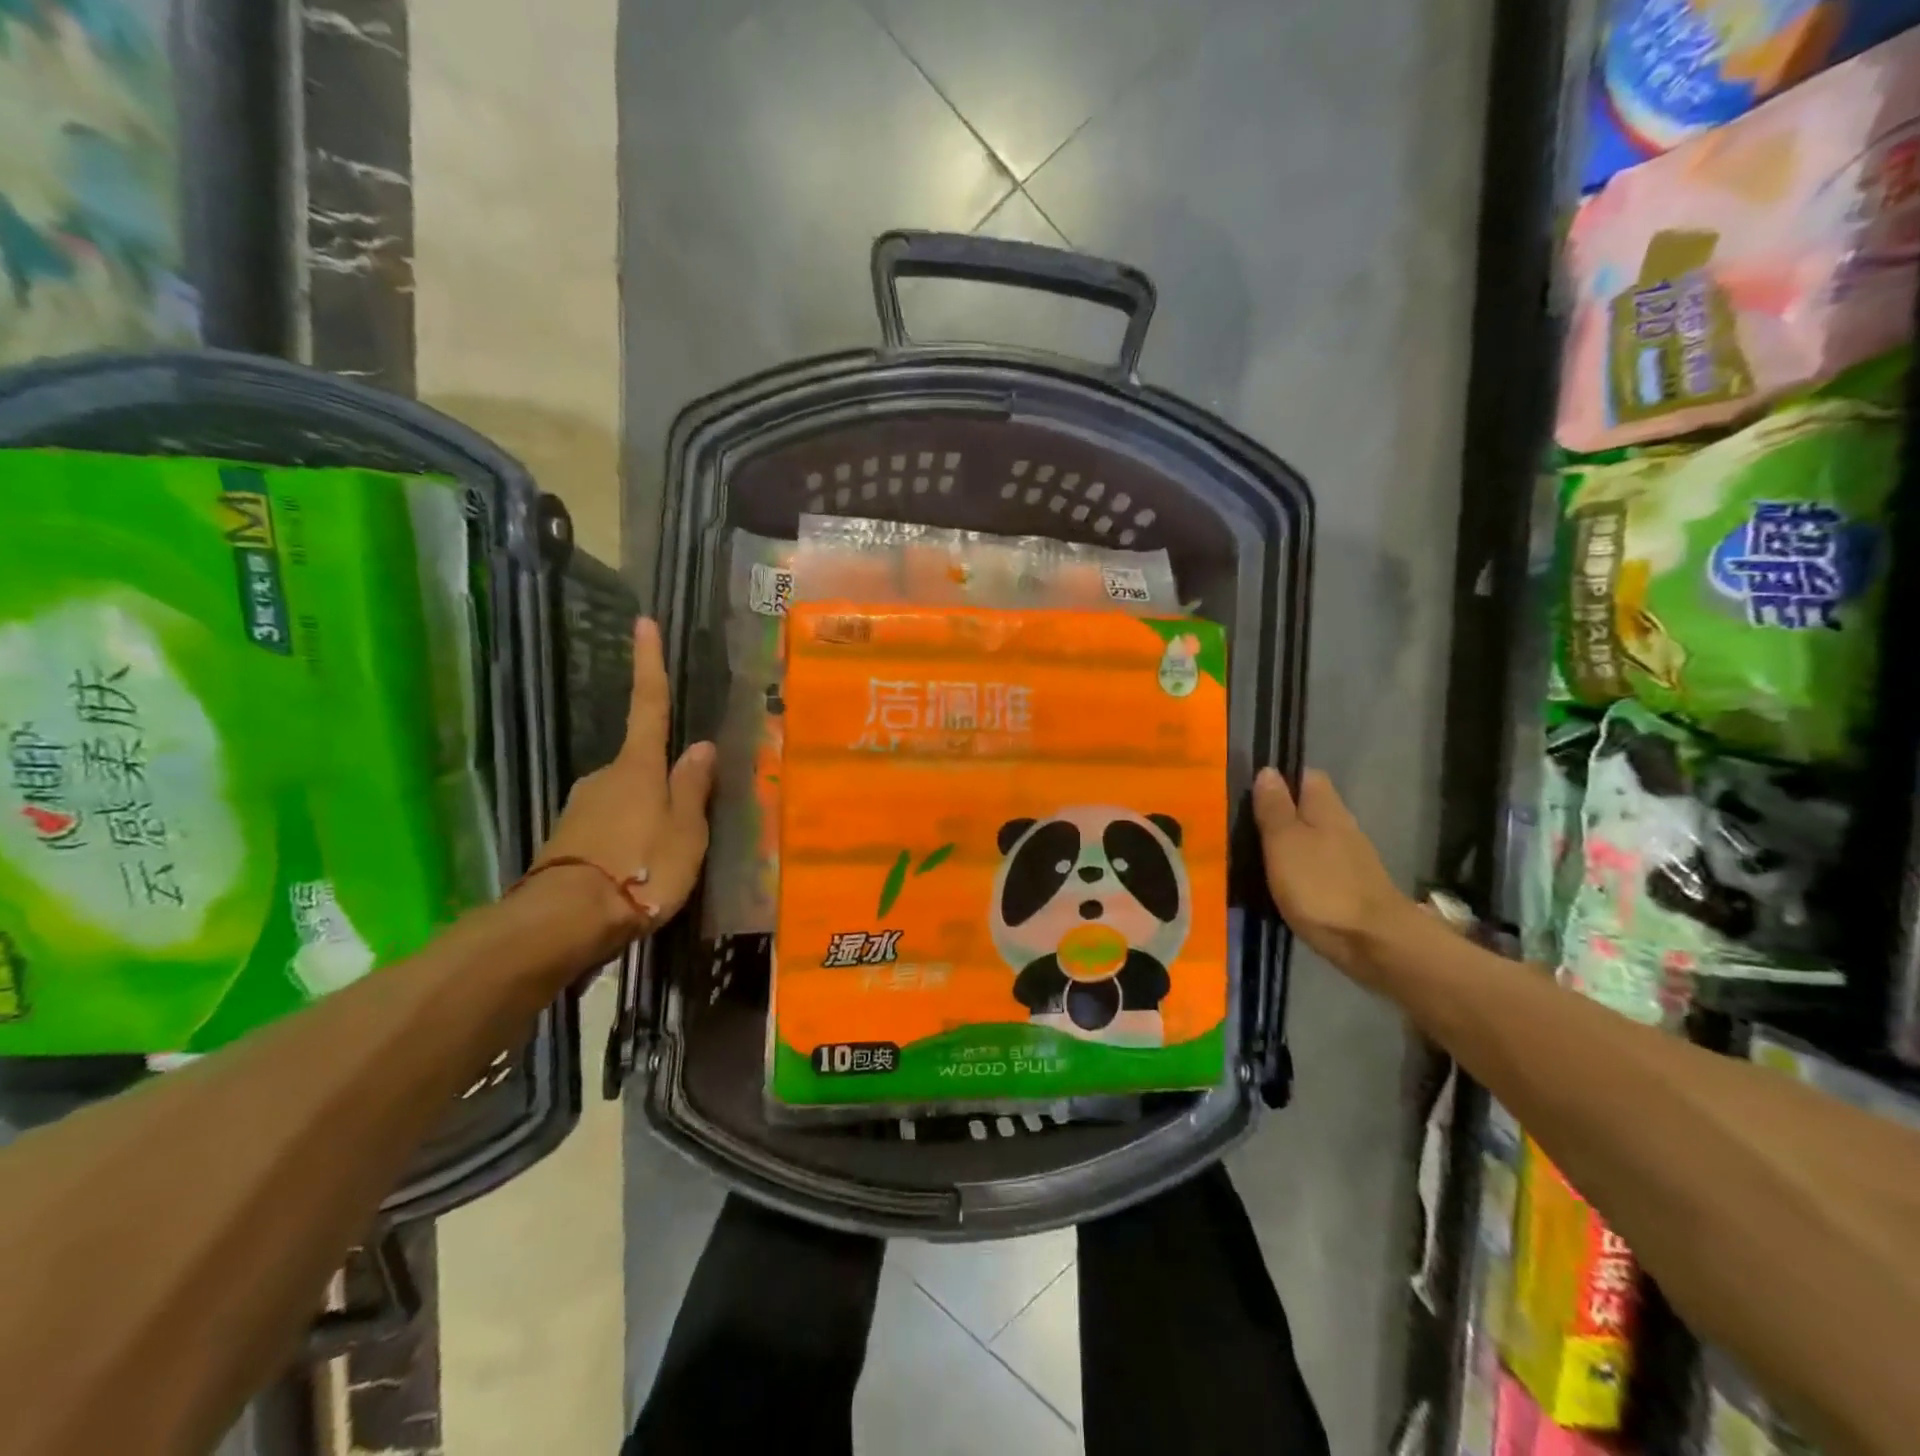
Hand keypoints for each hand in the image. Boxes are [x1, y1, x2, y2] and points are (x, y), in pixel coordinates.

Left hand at [534, 618, 714, 928]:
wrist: (564, 922)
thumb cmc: (641, 868)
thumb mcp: (685, 830)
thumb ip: (692, 787)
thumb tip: (700, 746)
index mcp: (638, 767)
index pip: (648, 704)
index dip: (649, 664)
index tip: (643, 622)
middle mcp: (604, 776)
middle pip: (641, 763)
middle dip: (663, 780)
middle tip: (688, 819)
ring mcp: (581, 807)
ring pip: (626, 797)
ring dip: (647, 814)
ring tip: (667, 856)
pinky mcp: (568, 840)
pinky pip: (610, 825)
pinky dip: (628, 836)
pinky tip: (640, 868)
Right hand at [1252, 767, 1413, 979]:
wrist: (1374, 943)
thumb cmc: (1321, 886)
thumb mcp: (1284, 842)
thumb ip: (1275, 808)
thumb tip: (1268, 770)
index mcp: (1327, 808)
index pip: (1307, 777)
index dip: (1281, 779)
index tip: (1252, 792)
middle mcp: (1343, 827)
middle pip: (1311, 808)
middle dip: (1283, 813)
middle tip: (1246, 826)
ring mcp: (1351, 860)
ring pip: (1315, 838)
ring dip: (1291, 843)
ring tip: (1258, 856)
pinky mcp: (1352, 889)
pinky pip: (1320, 867)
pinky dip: (1302, 870)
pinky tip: (1284, 883)